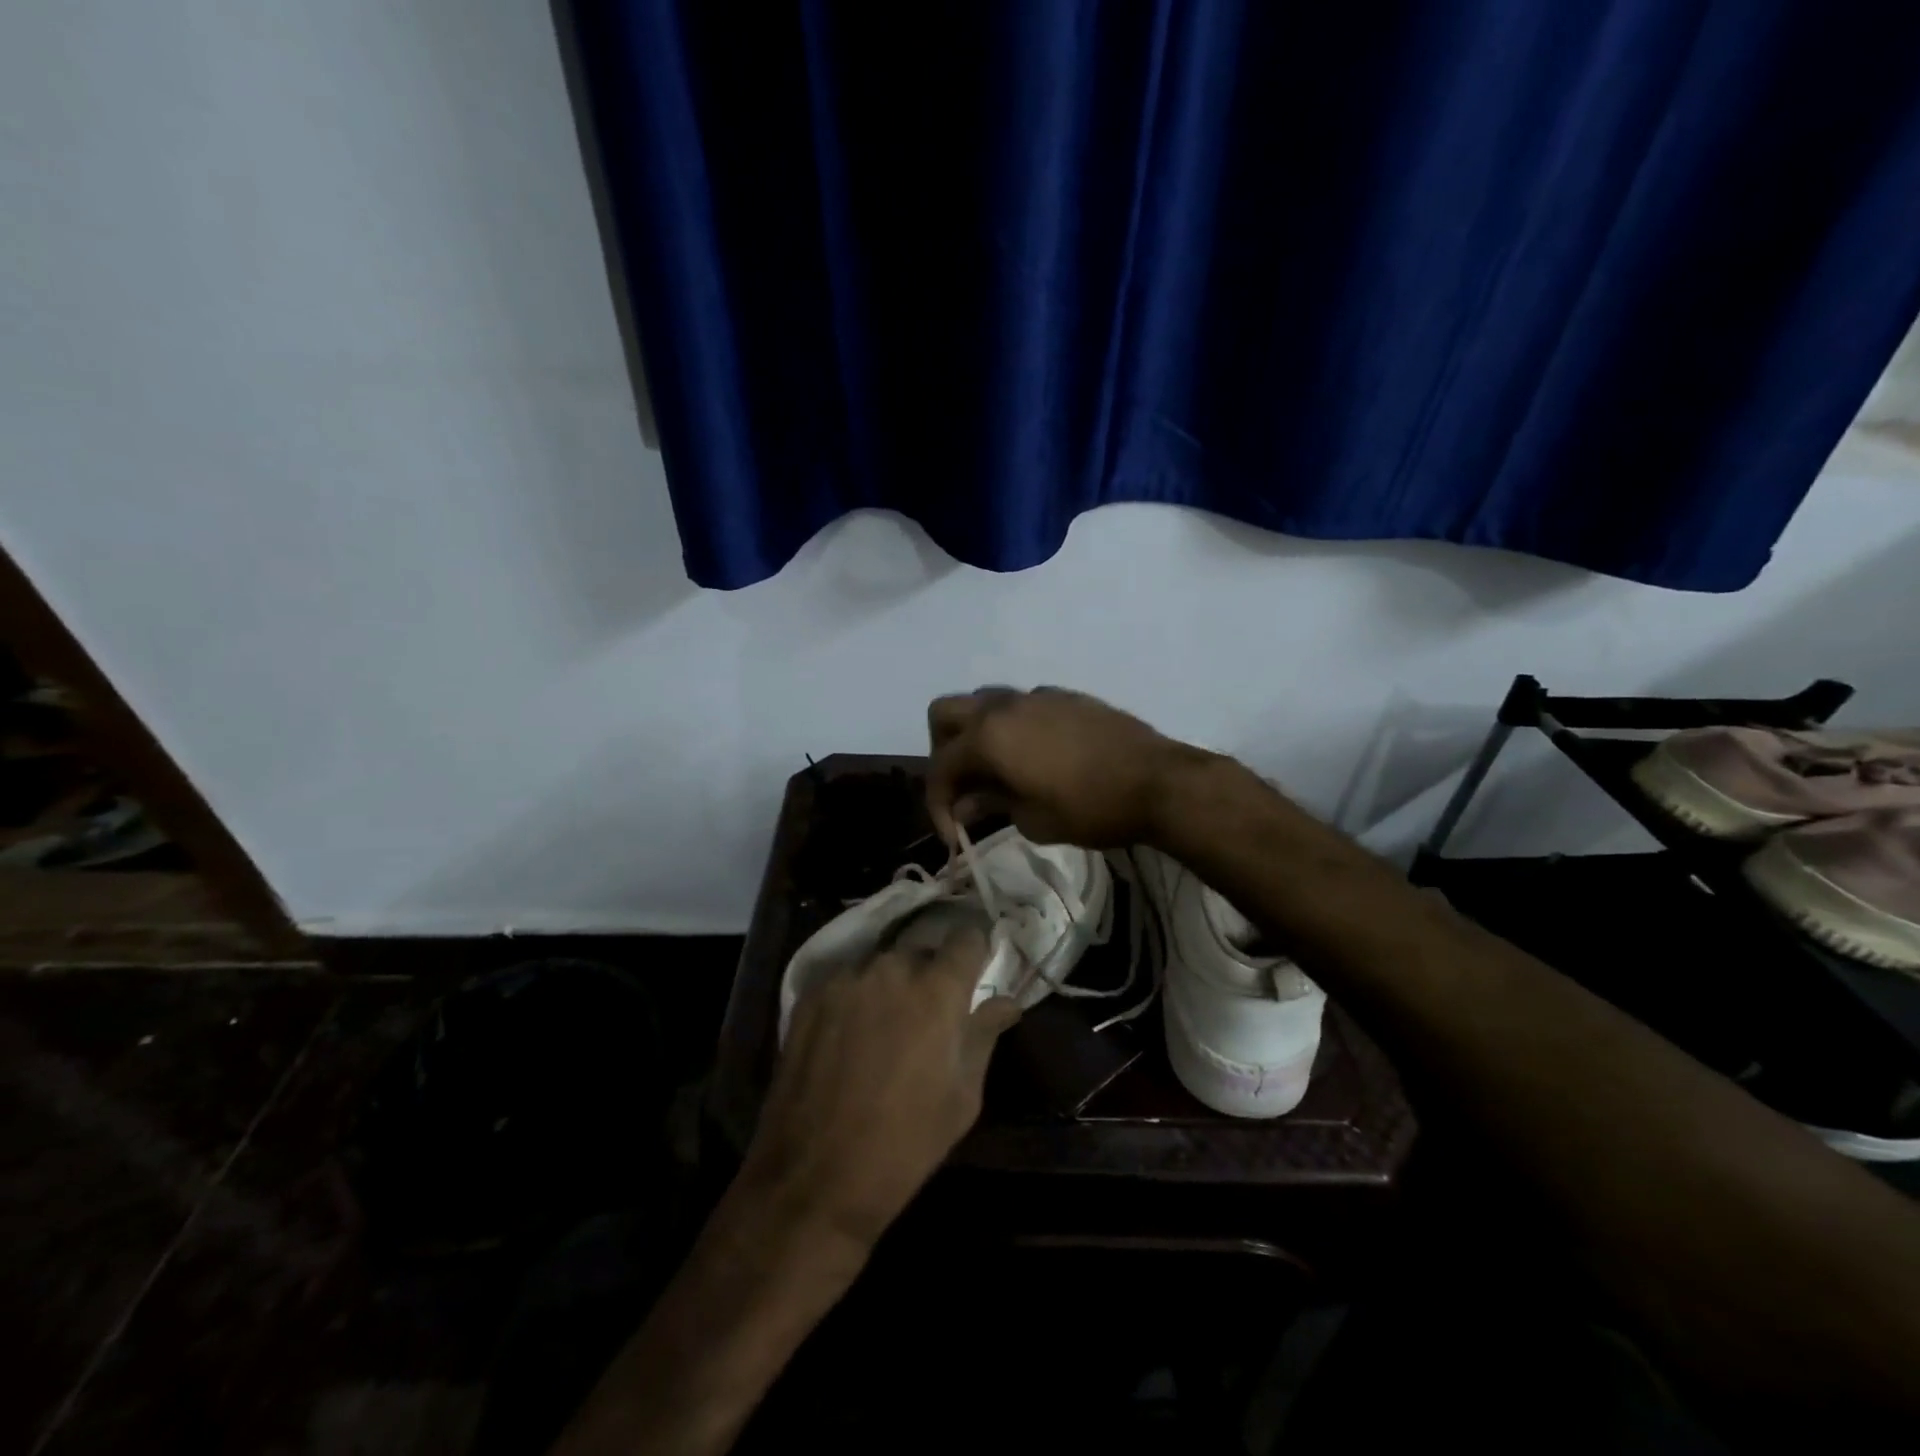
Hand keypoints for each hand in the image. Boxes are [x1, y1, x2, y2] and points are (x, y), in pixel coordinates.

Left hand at [738, 912, 1017, 1250]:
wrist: (815, 1178)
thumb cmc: (905, 1143)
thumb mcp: (963, 1096)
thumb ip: (985, 1035)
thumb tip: (1007, 1002)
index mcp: (937, 989)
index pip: (966, 937)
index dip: (974, 949)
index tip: (975, 968)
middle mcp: (891, 969)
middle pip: (921, 951)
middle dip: (930, 974)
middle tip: (929, 1013)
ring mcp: (846, 979)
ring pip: (881, 965)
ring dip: (891, 985)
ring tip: (885, 1027)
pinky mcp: (810, 995)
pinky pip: (847, 981)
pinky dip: (856, 997)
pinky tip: (849, 1036)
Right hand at [926, 686, 1196, 847]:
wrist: (1158, 781)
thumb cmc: (1091, 808)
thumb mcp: (1033, 819)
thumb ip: (991, 804)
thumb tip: (965, 805)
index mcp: (988, 737)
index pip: (941, 767)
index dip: (937, 804)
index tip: (953, 836)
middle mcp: (1003, 706)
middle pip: (945, 713)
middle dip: (943, 751)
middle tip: (963, 786)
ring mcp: (1036, 696)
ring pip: (983, 701)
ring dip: (975, 732)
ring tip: (995, 769)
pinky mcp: (1064, 696)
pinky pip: (1021, 704)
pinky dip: (1012, 727)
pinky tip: (1035, 756)